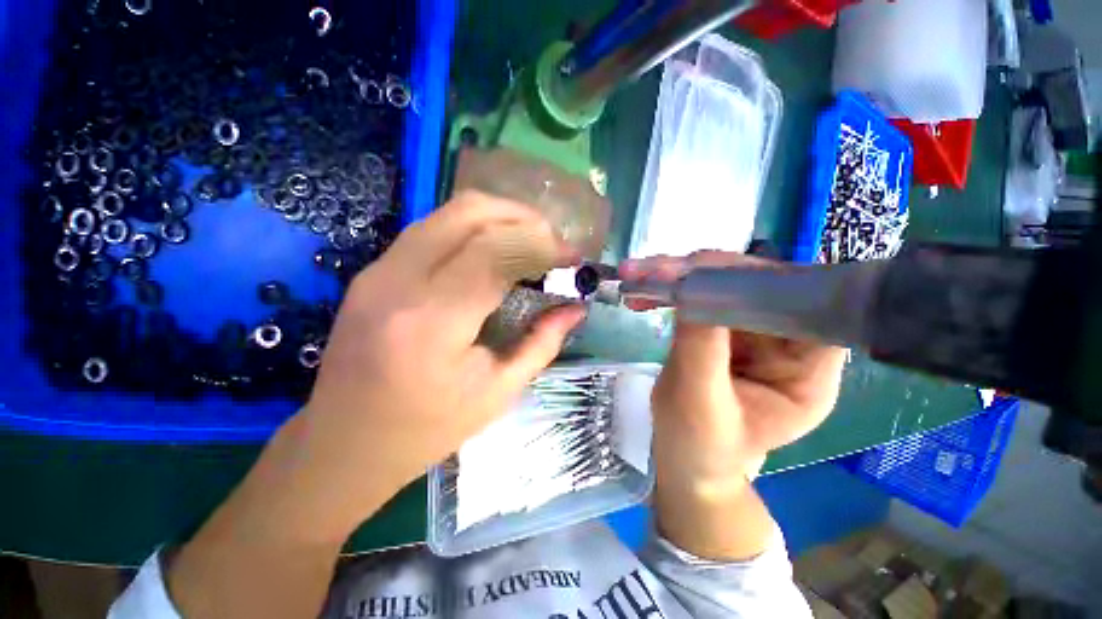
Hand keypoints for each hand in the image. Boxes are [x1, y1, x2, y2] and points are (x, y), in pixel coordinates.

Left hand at [267, 191, 584, 538]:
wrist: (343, 442)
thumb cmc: (427, 428)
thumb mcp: (498, 393)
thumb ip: (542, 343)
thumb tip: (576, 308)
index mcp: (433, 321)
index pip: (496, 251)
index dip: (543, 245)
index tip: (573, 258)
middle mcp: (399, 281)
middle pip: (470, 212)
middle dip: (523, 218)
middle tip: (552, 243)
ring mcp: (379, 270)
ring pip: (449, 212)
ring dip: (499, 217)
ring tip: (530, 241)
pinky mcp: (374, 270)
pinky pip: (432, 228)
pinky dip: (473, 228)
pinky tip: (494, 251)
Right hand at [620, 251, 845, 492]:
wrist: (684, 461)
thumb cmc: (699, 447)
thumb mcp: (698, 403)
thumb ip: (701, 347)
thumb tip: (691, 287)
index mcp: (807, 374)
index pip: (805, 307)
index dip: (759, 282)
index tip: (706, 272)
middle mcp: (789, 345)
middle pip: (760, 286)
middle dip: (705, 272)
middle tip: (655, 270)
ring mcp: (755, 333)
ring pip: (725, 284)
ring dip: (679, 276)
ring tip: (638, 276)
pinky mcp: (726, 328)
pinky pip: (702, 296)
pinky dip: (671, 289)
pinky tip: (644, 291)